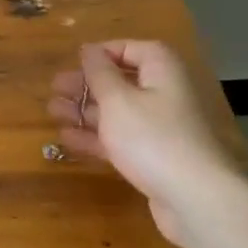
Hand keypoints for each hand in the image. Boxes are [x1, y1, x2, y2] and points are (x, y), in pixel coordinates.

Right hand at [47, 40, 241, 245]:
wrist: (194, 198)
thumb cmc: (152, 137)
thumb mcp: (118, 99)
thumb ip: (100, 73)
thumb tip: (89, 49)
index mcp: (161, 71)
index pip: (131, 49)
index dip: (102, 53)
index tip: (74, 61)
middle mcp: (163, 94)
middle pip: (121, 82)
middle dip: (86, 85)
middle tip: (55, 88)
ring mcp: (159, 128)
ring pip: (117, 112)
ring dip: (85, 111)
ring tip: (53, 111)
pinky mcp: (152, 157)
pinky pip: (119, 139)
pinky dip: (95, 137)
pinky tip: (66, 138)